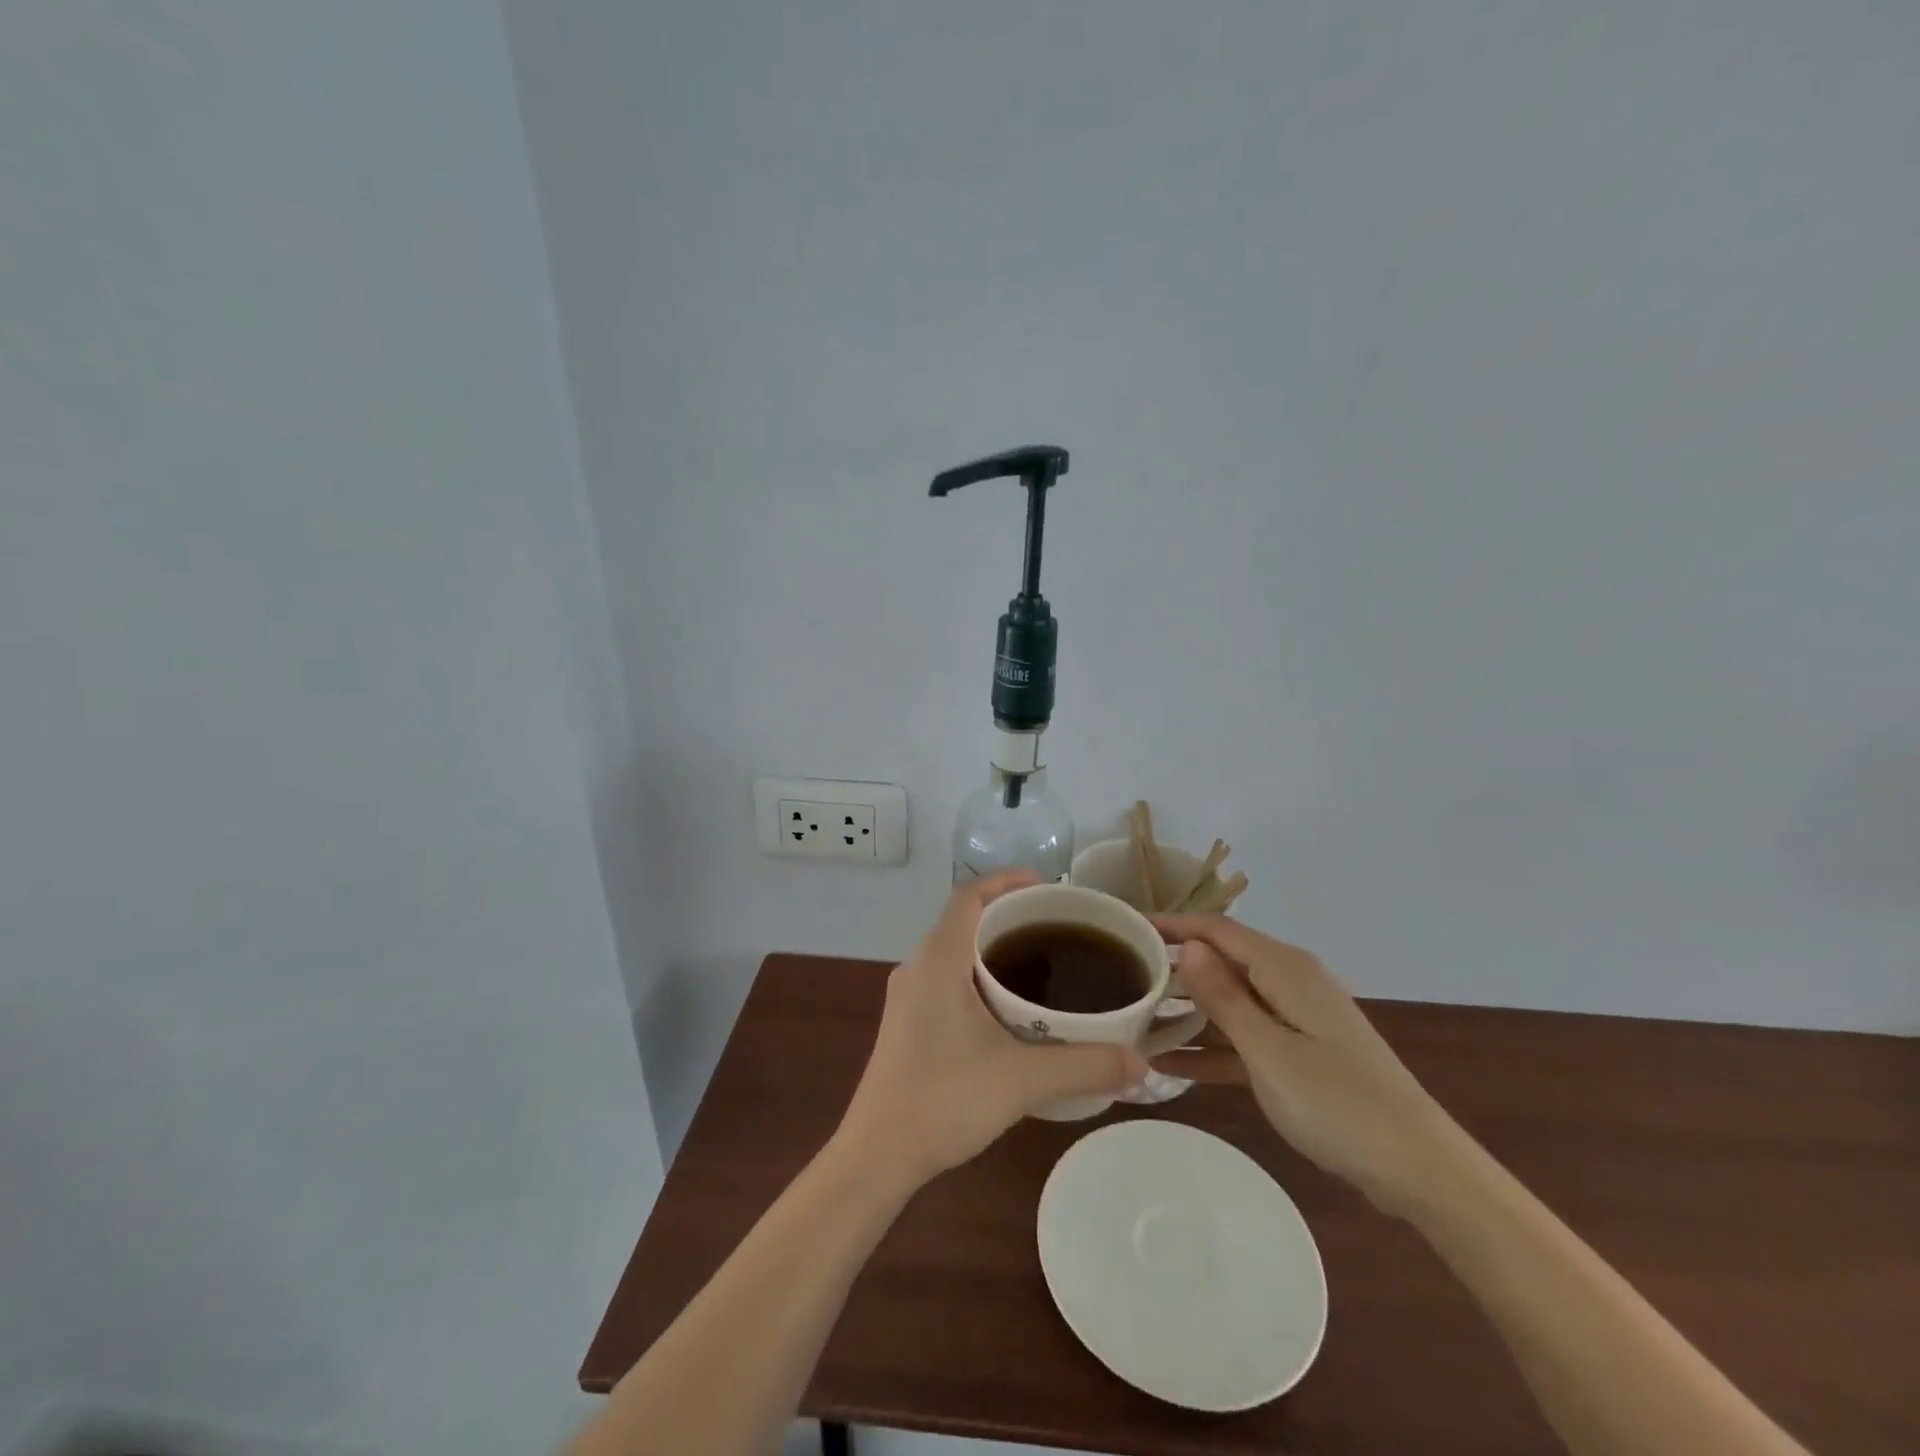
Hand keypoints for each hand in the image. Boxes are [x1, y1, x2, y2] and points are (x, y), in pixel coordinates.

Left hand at [839, 872, 1147, 1185]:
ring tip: (1042, 962)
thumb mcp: (1022, 1080)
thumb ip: (1084, 1066)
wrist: (877, 1154)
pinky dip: (979, 973)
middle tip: (1058, 927)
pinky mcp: (908, 1021)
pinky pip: (947, 976)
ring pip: (955, 949)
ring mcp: (908, 995)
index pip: (969, 895)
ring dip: (993, 947)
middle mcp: (918, 966)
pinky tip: (1009, 1008)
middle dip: (1009, 915)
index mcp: (938, 959)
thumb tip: (1142, 1063)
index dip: (1006, 881)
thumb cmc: (943, 1100)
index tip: (1047, 887)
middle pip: (965, 919)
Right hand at [1154, 915, 1462, 1216]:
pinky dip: (1212, 1048)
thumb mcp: (1269, 1052)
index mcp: (1285, 968)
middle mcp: (1289, 982)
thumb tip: (1188, 944)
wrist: (1420, 1170)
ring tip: (1133, 1019)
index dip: (1170, 924)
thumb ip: (1224, 997)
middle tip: (1121, 977)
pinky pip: (1245, 1039)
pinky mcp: (1300, 1053)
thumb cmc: (1339, 1105)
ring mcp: (1296, 1019)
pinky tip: (1169, 1066)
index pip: (1215, 929)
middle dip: (1172, 968)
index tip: (1124, 927)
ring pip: (1229, 1002)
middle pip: (1220, 961)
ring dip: (1187, 1011)